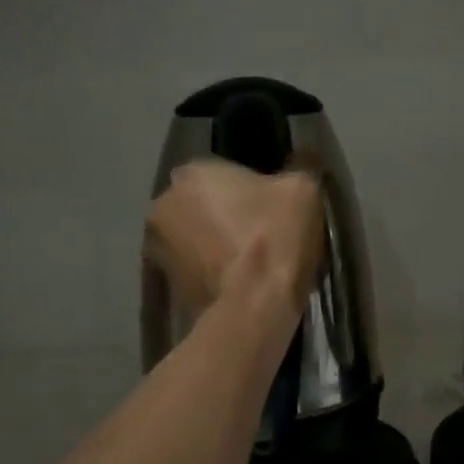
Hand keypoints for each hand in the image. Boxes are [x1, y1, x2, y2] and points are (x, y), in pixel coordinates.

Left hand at [144, 161, 323, 320]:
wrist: (252, 307)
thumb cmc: (273, 237)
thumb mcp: (301, 190)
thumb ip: (300, 166)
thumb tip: (305, 156)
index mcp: (191, 173)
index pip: (220, 171)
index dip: (248, 188)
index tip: (270, 206)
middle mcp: (163, 203)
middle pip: (202, 202)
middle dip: (224, 213)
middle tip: (260, 232)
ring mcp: (157, 247)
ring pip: (194, 235)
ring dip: (214, 242)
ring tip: (249, 261)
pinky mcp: (165, 283)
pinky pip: (193, 266)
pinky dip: (210, 269)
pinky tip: (238, 280)